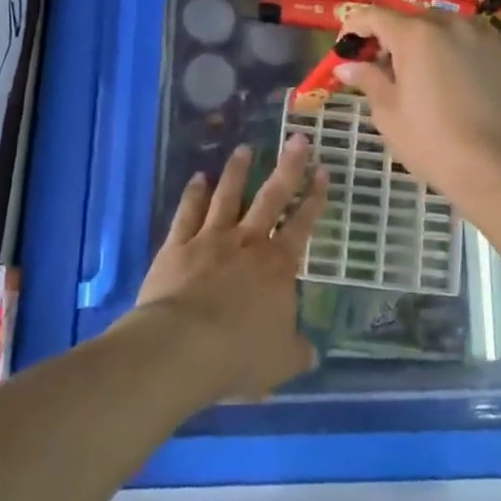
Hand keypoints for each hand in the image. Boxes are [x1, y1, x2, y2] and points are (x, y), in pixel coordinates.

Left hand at [133, 136, 327, 401]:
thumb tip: (312, 354)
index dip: (315, 197)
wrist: (182, 348)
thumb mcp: (281, 362)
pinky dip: (194, 194)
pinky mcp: (177, 245)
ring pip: (227, 196)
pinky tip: (198, 177)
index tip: (323, 170)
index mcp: (278, 266)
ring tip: (245, 148)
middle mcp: (248, 242)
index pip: (302, 224)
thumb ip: (297, 352)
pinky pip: (187, 213)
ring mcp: (210, 239)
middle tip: (297, 139)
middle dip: (287, 167)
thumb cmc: (239, 355)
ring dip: (237, 171)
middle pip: (271, 197)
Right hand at [335, 8, 500, 207]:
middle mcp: (451, 24)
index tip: (346, 48)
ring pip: (446, 28)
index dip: (354, 27)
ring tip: (426, 77)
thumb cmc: (433, 142)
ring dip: (428, 43)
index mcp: (416, 35)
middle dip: (393, 39)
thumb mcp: (389, 114)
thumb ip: (368, 80)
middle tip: (385, 71)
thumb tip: (346, 65)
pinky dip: (458, 52)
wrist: (500, 167)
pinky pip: (473, 42)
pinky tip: (459, 83)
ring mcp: (485, 35)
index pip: (374, 16)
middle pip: (412, 20)